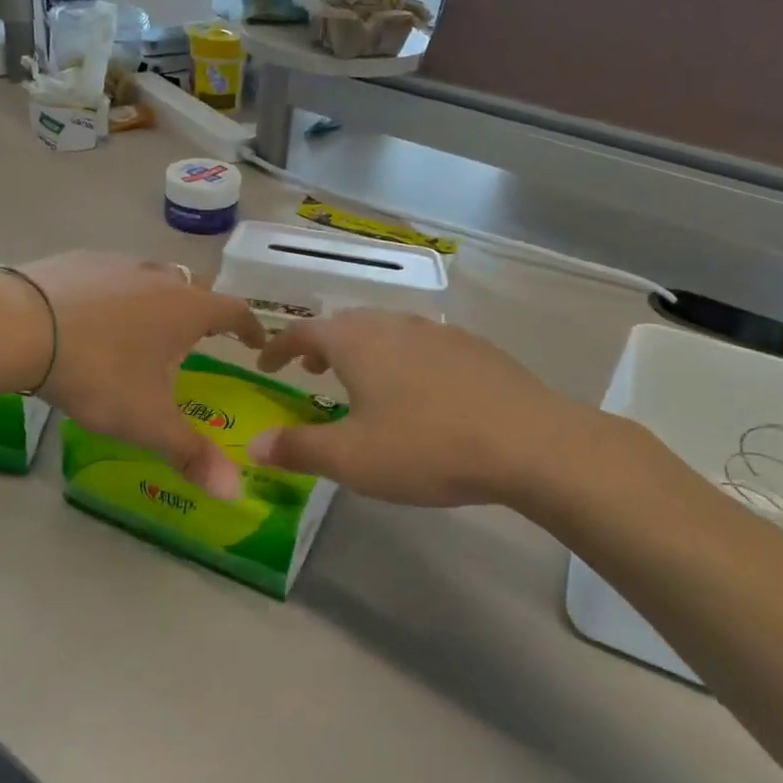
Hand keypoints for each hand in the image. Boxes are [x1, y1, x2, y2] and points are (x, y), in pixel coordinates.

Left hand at [5, 253, 265, 498]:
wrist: (19, 325)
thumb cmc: (98, 372)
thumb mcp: (146, 420)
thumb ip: (191, 453)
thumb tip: (234, 492)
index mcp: (187, 309)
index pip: (234, 311)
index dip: (250, 327)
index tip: (255, 341)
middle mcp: (159, 277)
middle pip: (195, 287)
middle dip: (203, 310)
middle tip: (198, 337)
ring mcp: (118, 263)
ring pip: (153, 277)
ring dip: (158, 300)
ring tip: (146, 329)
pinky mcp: (79, 259)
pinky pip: (113, 276)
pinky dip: (116, 294)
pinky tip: (94, 317)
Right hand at [245, 310, 624, 515]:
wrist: (529, 442)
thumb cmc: (426, 446)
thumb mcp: (351, 458)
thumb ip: (298, 448)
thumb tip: (253, 445)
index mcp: (357, 342)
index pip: (303, 332)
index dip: (279, 346)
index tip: (264, 363)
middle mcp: (394, 324)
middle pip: (345, 325)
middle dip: (321, 346)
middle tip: (310, 372)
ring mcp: (438, 332)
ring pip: (386, 332)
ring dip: (362, 351)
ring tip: (361, 381)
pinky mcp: (474, 348)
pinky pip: (421, 345)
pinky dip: (400, 359)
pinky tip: (417, 391)